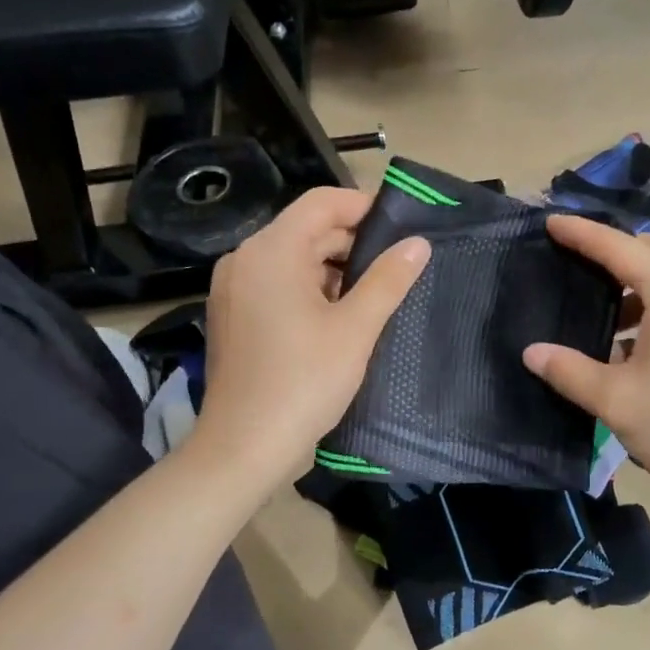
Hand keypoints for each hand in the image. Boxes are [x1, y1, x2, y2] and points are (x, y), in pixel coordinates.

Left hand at [193, 186, 428, 482]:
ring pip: (292, 259)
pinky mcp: (232, 315)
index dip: (364, 206)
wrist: (243, 447)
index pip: (321, 203)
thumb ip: (388, 279)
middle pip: (306, 229)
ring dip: (333, 268)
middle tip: (397, 265)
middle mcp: (245, 259)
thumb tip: (418, 243)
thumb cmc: (303, 383)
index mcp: (271, 251)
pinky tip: (338, 316)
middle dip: (352, 242)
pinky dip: (309, 289)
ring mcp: (233, 288)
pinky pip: (276, 284)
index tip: (402, 227)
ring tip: (375, 293)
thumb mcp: (355, 330)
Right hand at [523, 214, 649, 520]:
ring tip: (604, 303)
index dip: (582, 234)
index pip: (620, 248)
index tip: (551, 222)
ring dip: (640, 275)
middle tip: (581, 262)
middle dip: (618, 246)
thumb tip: (531, 352)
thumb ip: (569, 371)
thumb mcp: (616, 401)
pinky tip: (634, 338)